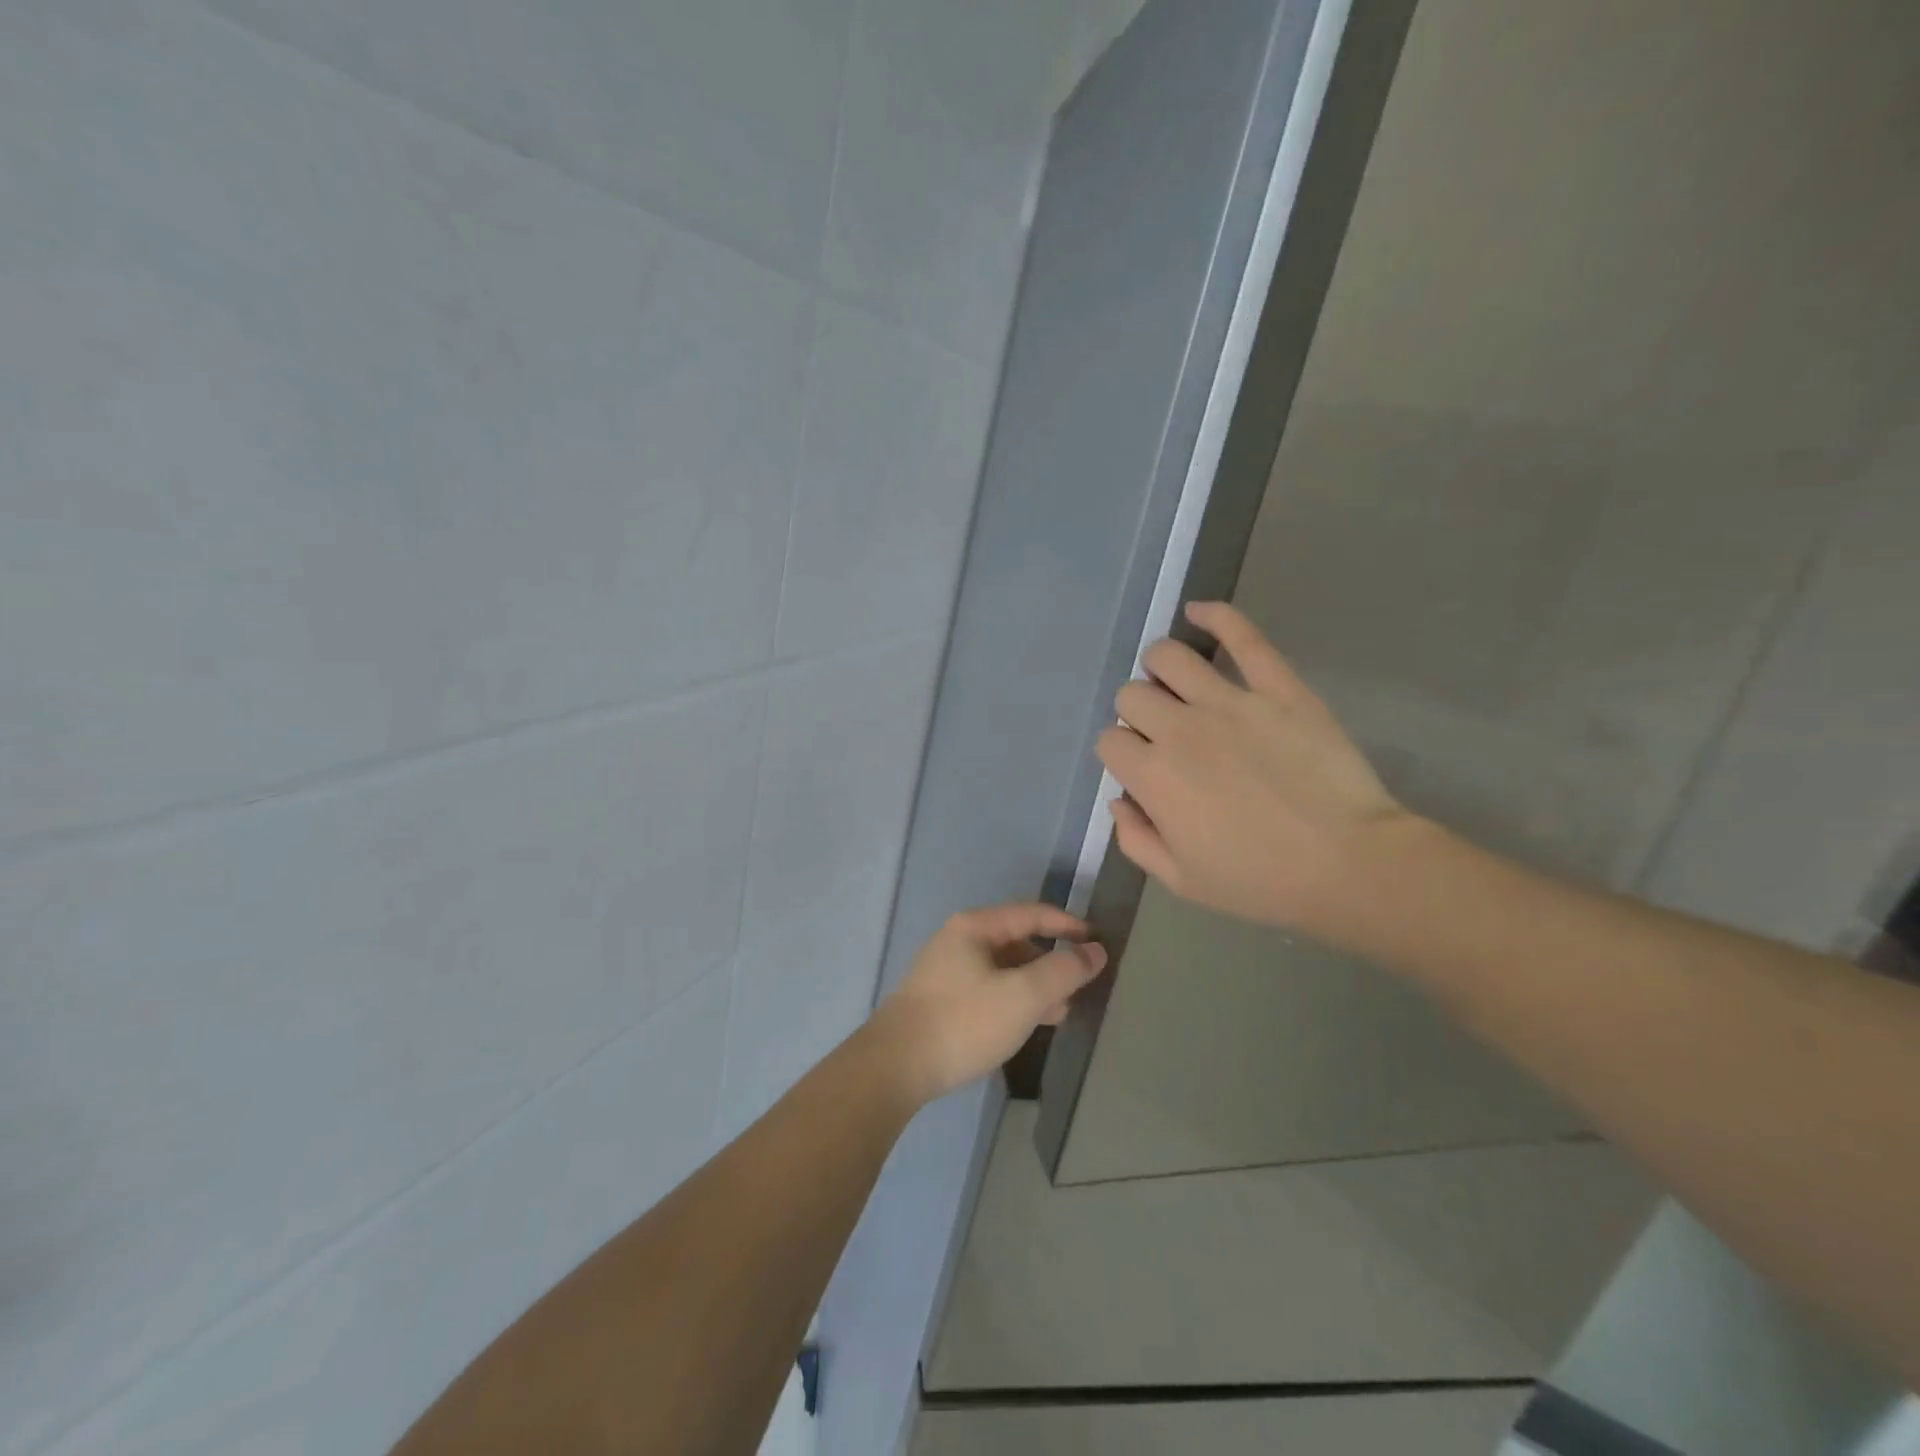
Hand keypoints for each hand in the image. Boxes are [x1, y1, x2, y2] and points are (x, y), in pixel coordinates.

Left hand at [865, 904, 1107, 1106]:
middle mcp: (959, 940)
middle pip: (1017, 940)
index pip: (1032, 913)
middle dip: (1052, 960)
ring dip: (1035, 984)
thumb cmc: (963, 1022)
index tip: (1099, 943)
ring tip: (1063, 1010)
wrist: (895, 1066)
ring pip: (1003, 969)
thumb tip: (1095, 950)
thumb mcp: (1023, 996)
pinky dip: (1014, 1000)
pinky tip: (1028, 1025)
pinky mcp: (941, 1001)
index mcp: (975, 927)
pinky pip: (989, 989)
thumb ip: (1063, 971)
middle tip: (1083, 985)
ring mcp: (946, 971)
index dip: (1069, 925)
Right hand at [1095, 601, 1419, 938]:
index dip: (1120, 755)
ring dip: (1160, 667)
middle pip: (1132, 695)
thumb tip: (1119, 800)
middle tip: (1162, 735)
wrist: (1350, 865)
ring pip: (1168, 657)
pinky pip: (1242, 637)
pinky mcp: (1278, 687)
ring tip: (1175, 683)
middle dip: (1137, 714)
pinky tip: (1199, 613)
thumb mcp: (1181, 881)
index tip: (1140, 770)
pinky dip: (1216, 617)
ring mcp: (1230, 701)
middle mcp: (1180, 727)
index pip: (1109, 742)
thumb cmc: (1261, 881)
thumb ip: (1135, 839)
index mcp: (1153, 775)